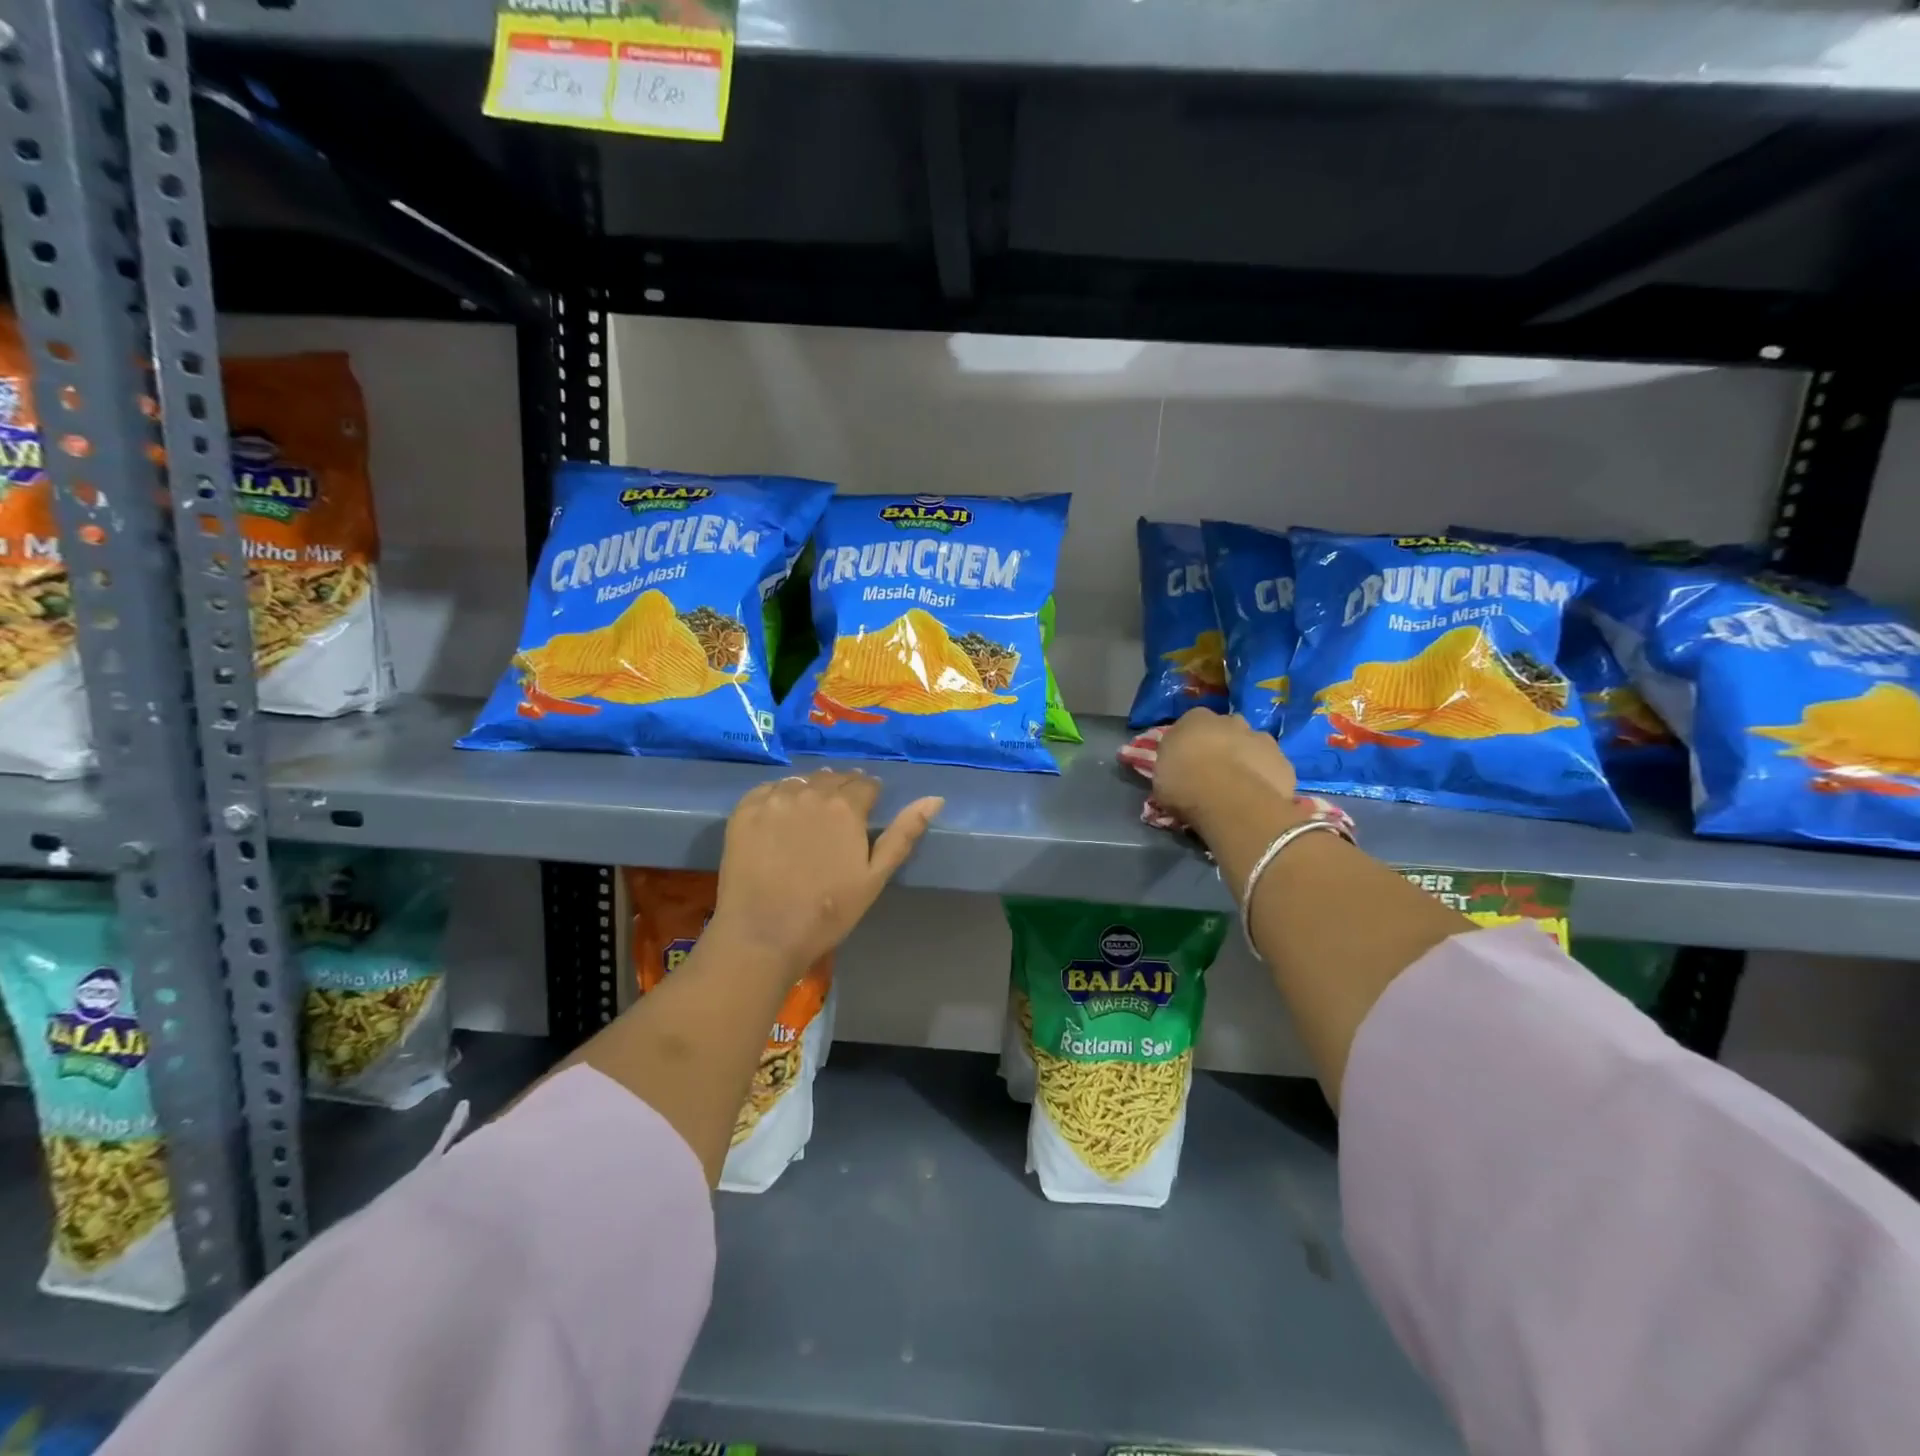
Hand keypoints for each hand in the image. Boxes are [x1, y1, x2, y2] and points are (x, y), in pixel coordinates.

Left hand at [711, 769, 942, 975]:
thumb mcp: (875, 877)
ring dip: (810, 791)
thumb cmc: (828, 911)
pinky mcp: (744, 811)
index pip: (865, 783)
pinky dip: (778, 796)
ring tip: (810, 815)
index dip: (869, 795)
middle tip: (839, 816)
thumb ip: (903, 834)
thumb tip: (935, 798)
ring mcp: (774, 799)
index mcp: (845, 807)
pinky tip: (779, 818)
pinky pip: (768, 790)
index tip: (867, 810)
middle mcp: (810, 793)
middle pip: (832, 778)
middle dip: (841, 790)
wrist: (764, 934)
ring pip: (800, 781)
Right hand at [1152, 708, 1302, 841]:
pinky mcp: (1284, 762)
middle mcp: (1231, 720)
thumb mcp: (1160, 775)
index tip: (1187, 761)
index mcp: (1195, 718)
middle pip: (1227, 730)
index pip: (1192, 723)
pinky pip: (1272, 769)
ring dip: (1247, 759)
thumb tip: (1176, 766)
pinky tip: (1258, 797)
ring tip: (1238, 786)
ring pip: (1254, 746)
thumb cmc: (1184, 784)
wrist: (1230, 800)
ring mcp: (1262, 739)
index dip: (1191, 743)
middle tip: (1214, 772)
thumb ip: (1171, 764)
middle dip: (1223, 745)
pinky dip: (1266, 778)